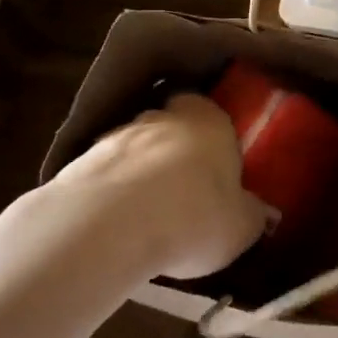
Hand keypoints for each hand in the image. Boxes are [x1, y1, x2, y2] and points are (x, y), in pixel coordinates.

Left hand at [48, 93, 272, 279]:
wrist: (108, 228)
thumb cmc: (194, 216)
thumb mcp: (241, 226)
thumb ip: (252, 214)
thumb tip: (260, 212)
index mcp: (209, 120)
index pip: (210, 110)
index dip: (211, 134)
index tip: (214, 160)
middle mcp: (162, 117)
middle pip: (170, 126)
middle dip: (173, 151)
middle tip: (182, 189)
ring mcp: (115, 136)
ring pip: (133, 149)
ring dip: (138, 173)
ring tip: (145, 216)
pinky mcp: (77, 164)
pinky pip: (102, 176)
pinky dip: (109, 194)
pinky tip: (114, 227)